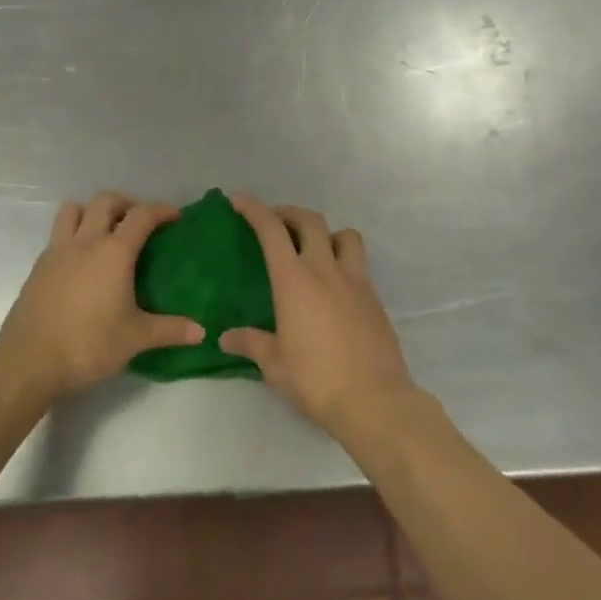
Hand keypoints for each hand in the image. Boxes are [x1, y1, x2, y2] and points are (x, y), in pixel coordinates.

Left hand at [0, 192, 203, 405]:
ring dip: (92, 210)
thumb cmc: (88, 345)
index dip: (161, 210)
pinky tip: (81, 261)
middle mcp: (85, 242)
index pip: (141, 216)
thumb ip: (170, 330)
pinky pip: (58, 234)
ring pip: (73, 209)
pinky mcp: (39, 267)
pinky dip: (73, 233)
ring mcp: (57, 252)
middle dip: (126, 203)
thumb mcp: (135, 339)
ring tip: (105, 230)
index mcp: (113, 253)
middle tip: (139, 221)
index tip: (174, 216)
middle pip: (105, 201)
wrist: (28, 362)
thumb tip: (202, 332)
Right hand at [221, 194, 418, 441]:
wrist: (374, 399)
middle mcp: (326, 270)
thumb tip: (226, 337)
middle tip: (273, 222)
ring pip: (344, 235)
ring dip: (325, 233)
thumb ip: (250, 343)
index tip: (239, 200)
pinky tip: (333, 286)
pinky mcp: (374, 298)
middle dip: (288, 213)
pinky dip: (343, 260)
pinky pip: (358, 264)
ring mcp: (355, 281)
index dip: (254, 209)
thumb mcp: (274, 364)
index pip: (272, 230)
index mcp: (295, 280)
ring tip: (312, 249)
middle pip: (310, 220)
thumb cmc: (316, 379)